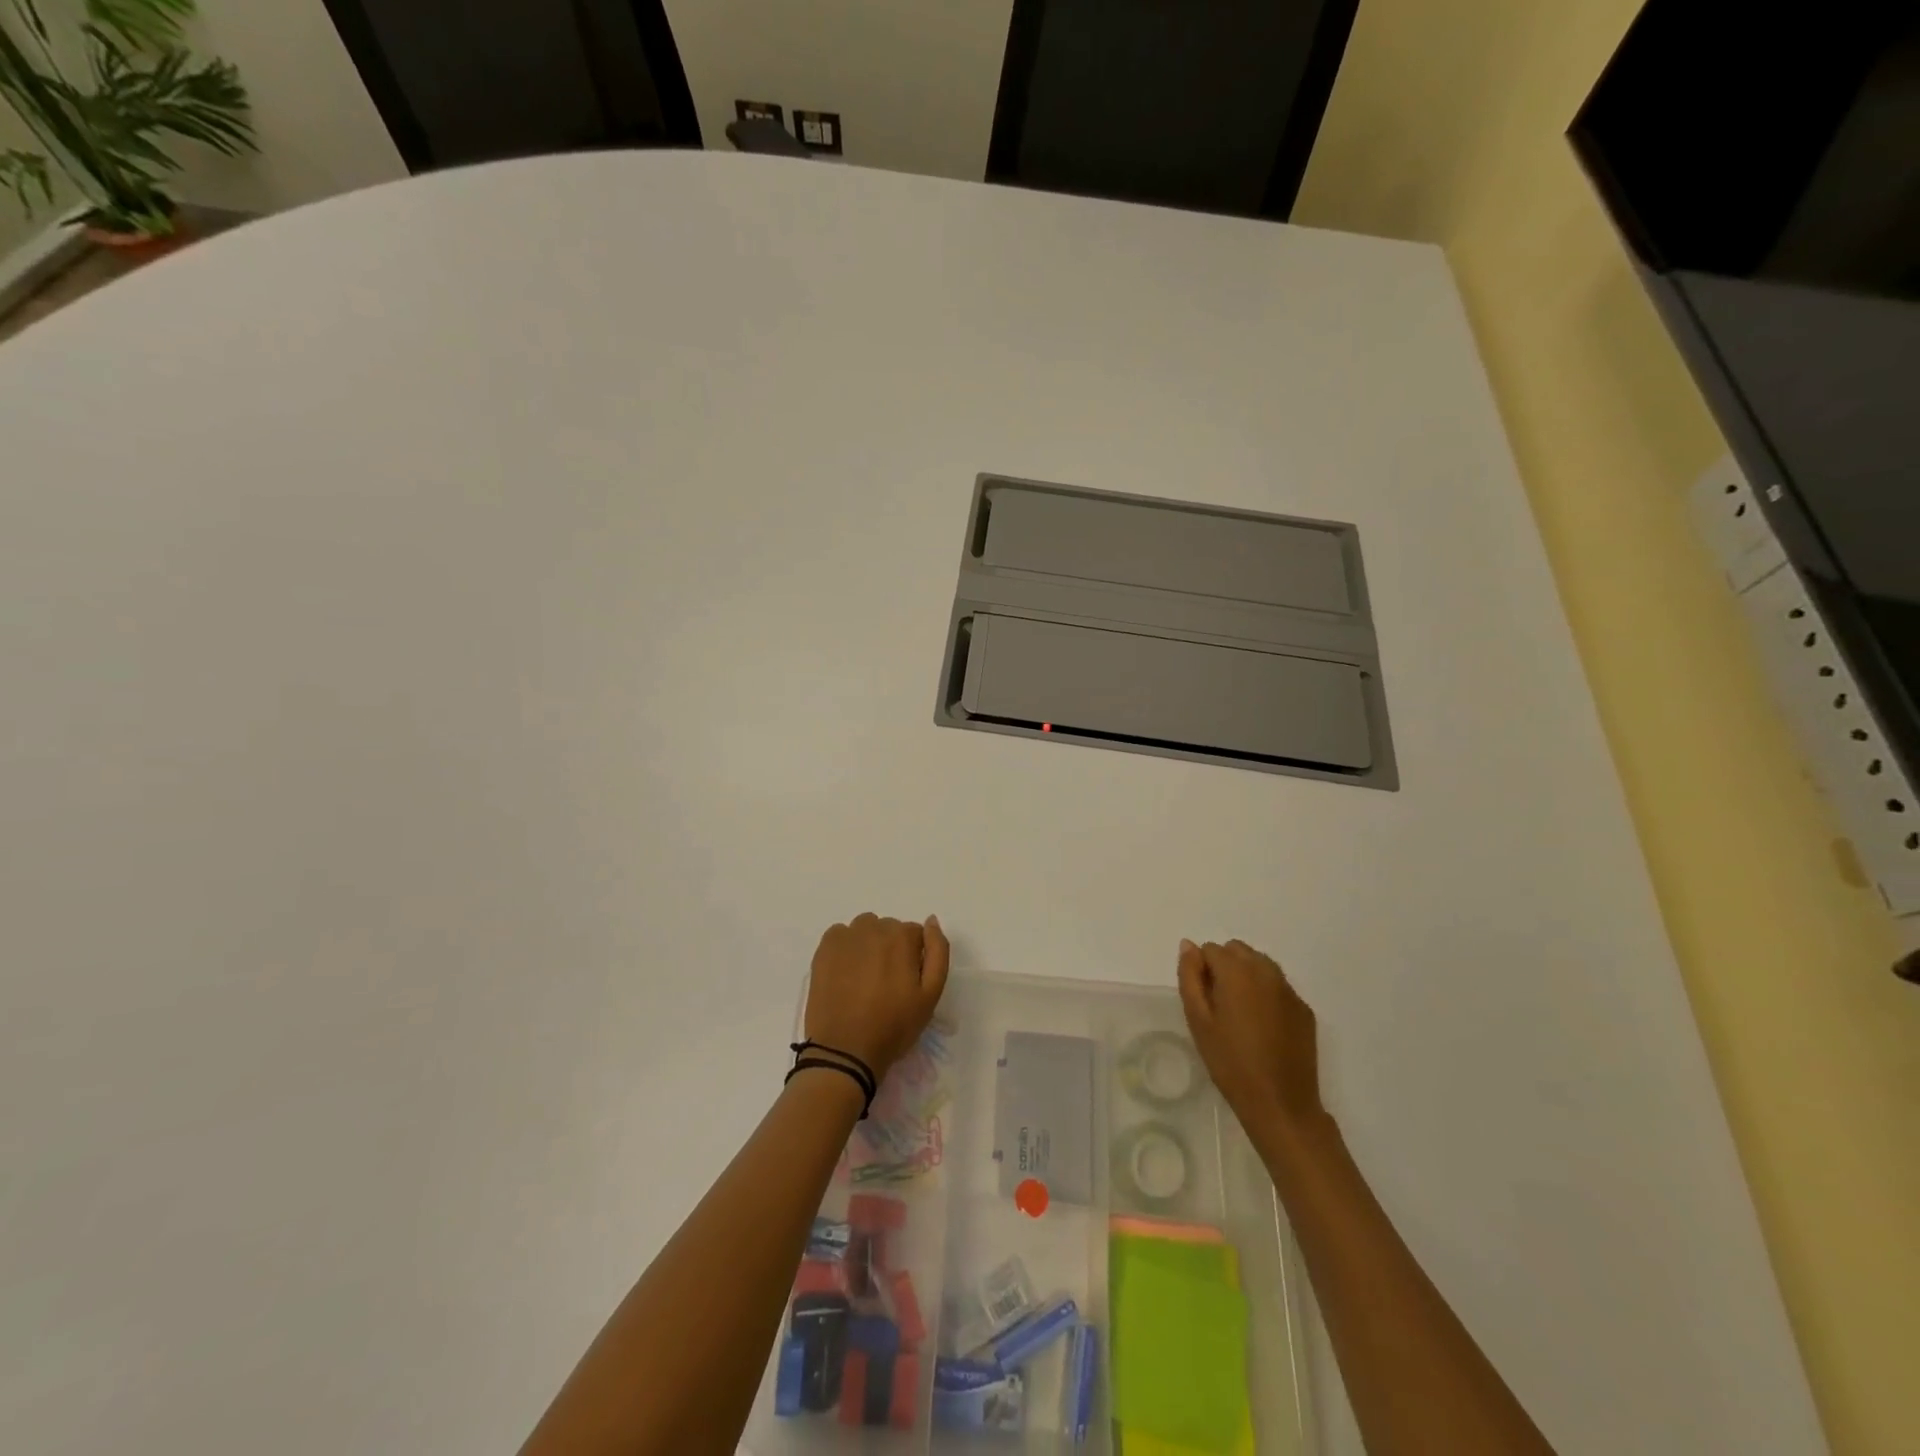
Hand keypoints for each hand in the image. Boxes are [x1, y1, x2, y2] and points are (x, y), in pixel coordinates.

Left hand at [804, 913, 950, 1076]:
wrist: (844, 1051)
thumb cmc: (893, 1026)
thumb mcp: (931, 994)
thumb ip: (938, 952)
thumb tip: (931, 920)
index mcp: (902, 937)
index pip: (915, 934)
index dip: (913, 958)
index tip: (906, 982)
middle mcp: (874, 927)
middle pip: (889, 929)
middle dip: (891, 949)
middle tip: (885, 983)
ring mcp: (846, 936)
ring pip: (865, 929)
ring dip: (869, 944)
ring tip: (864, 977)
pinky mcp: (824, 948)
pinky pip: (841, 935)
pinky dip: (846, 947)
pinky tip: (845, 973)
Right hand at [1177, 938, 1324, 1134]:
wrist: (1281, 1105)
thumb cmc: (1230, 1062)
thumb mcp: (1198, 1019)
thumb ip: (1190, 976)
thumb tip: (1189, 946)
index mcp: (1237, 971)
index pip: (1211, 949)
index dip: (1202, 971)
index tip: (1203, 1001)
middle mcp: (1266, 971)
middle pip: (1238, 950)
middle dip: (1224, 967)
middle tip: (1219, 1006)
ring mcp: (1289, 990)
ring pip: (1260, 965)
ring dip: (1246, 977)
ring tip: (1240, 1015)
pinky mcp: (1304, 1010)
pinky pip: (1279, 987)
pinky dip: (1266, 995)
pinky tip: (1263, 1028)